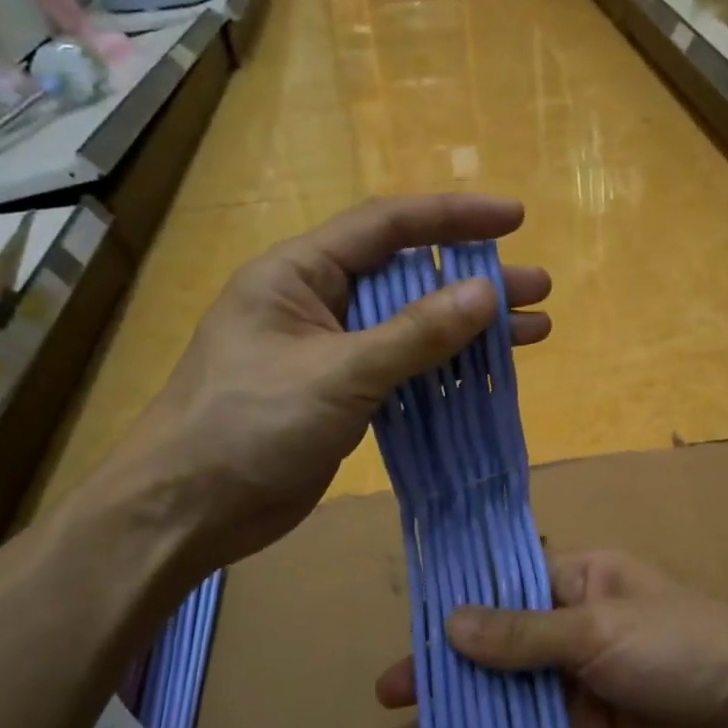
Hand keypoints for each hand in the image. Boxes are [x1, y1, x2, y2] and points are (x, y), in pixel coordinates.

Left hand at [98, 194, 550, 567]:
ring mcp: (332, 352)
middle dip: (475, 281)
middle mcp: (318, 302)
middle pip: (409, 278)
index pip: (387, 226)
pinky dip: (445, 371)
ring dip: (469, 330)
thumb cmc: (249, 426)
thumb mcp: (338, 374)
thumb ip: (415, 334)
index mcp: (300, 273)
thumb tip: (486, 293)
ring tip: (534, 331)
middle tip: (538, 289)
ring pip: (412, 328)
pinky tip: (487, 375)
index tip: (514, 219)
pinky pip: (404, 370)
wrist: (189, 510)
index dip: (453, 217)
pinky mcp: (342, 396)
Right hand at [377, 552, 727, 727]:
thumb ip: (524, 634)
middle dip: (445, 670)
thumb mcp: (598, 629)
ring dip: (461, 717)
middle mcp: (571, 626)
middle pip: (496, 646)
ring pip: (507, 696)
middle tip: (388, 695)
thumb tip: (450, 624)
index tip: (406, 632)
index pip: (502, 588)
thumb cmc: (681, 645)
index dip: (454, 609)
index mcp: (576, 580)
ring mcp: (578, 682)